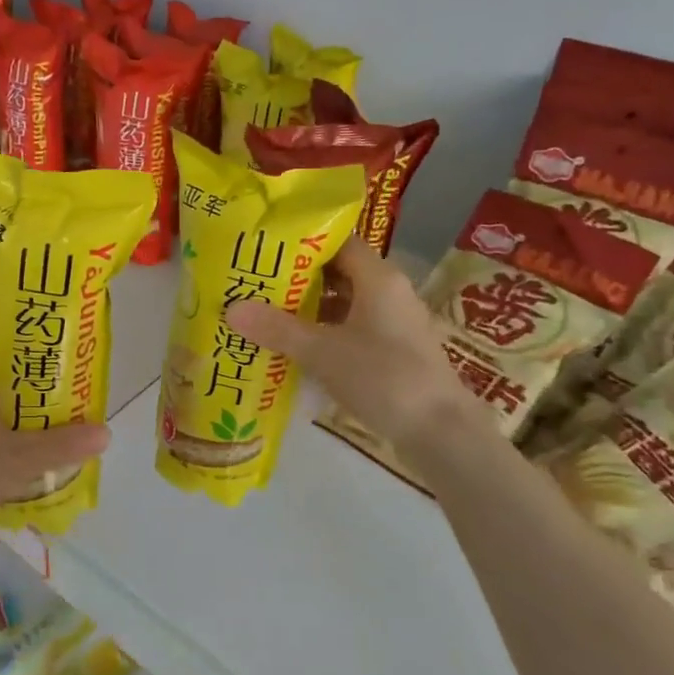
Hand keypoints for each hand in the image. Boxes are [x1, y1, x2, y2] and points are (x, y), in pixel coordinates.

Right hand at [226, 237, 476, 447]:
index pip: (338, 240)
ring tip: (266, 310)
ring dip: (310, 306)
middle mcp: (389, 291)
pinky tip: (296, 345)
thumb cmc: (385, 378)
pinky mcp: (394, 350)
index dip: (303, 240)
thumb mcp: (323, 352)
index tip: (266, 245)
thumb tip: (231, 308)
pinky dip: (325, 331)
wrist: (442, 434)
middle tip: (256, 279)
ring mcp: (394, 322)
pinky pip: (352, 327)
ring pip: (345, 302)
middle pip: (339, 271)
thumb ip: (277, 329)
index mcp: (378, 277)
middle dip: (298, 275)